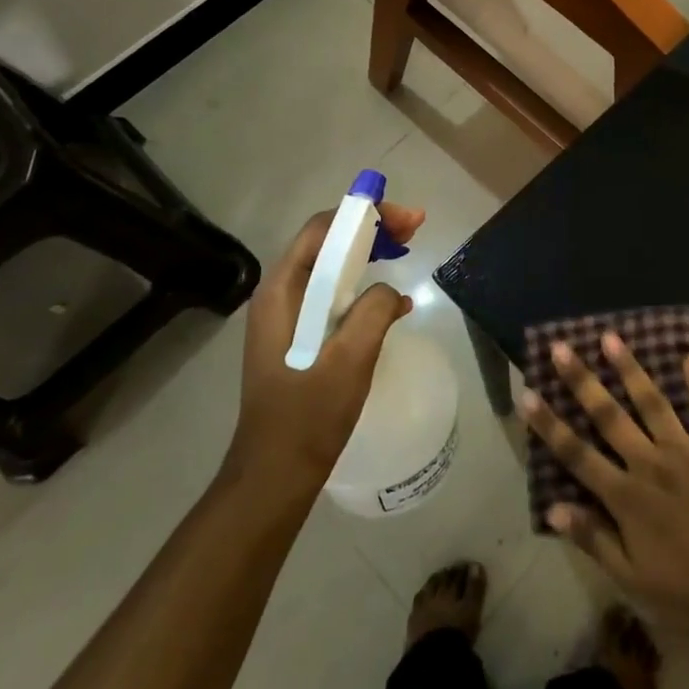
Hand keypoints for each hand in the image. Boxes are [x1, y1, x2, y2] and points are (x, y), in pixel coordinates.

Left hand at [224, 204, 425, 489]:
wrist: (275, 473)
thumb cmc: (309, 415)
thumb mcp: (351, 358)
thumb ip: (373, 311)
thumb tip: (388, 291)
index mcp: (282, 291)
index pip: (322, 230)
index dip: (364, 215)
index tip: (406, 219)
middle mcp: (279, 295)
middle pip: (326, 243)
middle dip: (370, 230)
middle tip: (413, 230)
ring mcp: (285, 317)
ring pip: (331, 268)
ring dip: (368, 255)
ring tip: (405, 251)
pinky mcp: (297, 337)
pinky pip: (332, 296)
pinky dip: (362, 287)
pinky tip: (392, 303)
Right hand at [520, 333, 688, 642]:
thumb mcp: (632, 581)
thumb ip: (593, 539)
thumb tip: (552, 508)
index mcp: (627, 497)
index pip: (577, 454)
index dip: (549, 424)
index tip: (527, 393)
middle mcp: (652, 465)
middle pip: (610, 416)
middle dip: (582, 381)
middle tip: (561, 347)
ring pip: (654, 403)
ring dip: (631, 369)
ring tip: (611, 337)